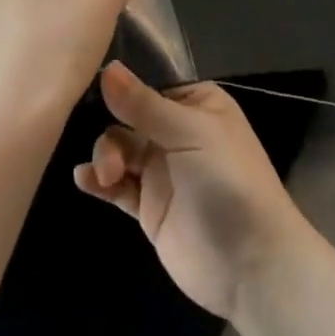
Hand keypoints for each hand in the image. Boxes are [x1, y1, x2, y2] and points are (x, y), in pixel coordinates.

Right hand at [74, 62, 310, 318]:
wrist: (251, 266)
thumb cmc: (229, 182)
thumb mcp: (190, 134)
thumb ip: (144, 105)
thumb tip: (107, 69)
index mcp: (196, 103)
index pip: (150, 84)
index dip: (122, 87)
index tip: (91, 87)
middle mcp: (177, 131)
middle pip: (128, 117)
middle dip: (113, 132)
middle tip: (112, 162)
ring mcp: (162, 170)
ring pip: (119, 150)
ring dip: (106, 156)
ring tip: (106, 177)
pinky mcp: (149, 207)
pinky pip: (117, 186)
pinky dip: (98, 181)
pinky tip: (84, 179)